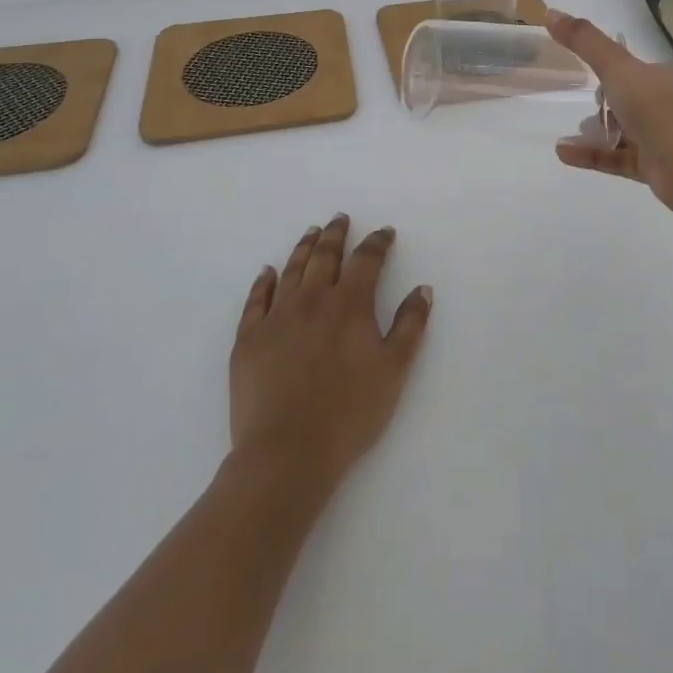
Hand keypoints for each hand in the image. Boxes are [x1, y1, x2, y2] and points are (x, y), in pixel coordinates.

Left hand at [229, 215, 432, 489]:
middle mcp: (312, 300)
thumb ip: (410, 325)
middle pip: (325, 256)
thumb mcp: (394, 371)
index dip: (377, 243)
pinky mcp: (248, 340)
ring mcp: (277, 317)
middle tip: (340, 219)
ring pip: (292, 270)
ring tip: (311, 233)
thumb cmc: (348, 414)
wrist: (287, 453)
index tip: (385, 233)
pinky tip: (267, 272)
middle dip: (336, 235)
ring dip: (304, 248)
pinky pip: (256, 300)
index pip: (366, 260)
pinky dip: (263, 282)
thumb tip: (423, 289)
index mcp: (350, 304)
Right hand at [546, 8, 672, 217]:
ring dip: (593, 131)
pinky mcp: (650, 167)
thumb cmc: (656, 110)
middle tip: (575, 103)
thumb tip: (550, 11)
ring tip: (568, 134)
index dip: (606, 68)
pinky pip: (614, 158)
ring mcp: (657, 138)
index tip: (578, 70)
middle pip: (624, 100)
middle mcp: (660, 105)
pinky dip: (590, 154)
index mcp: (657, 77)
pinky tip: (563, 153)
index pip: (629, 68)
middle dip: (600, 102)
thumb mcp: (617, 68)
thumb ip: (584, 42)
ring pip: (620, 131)